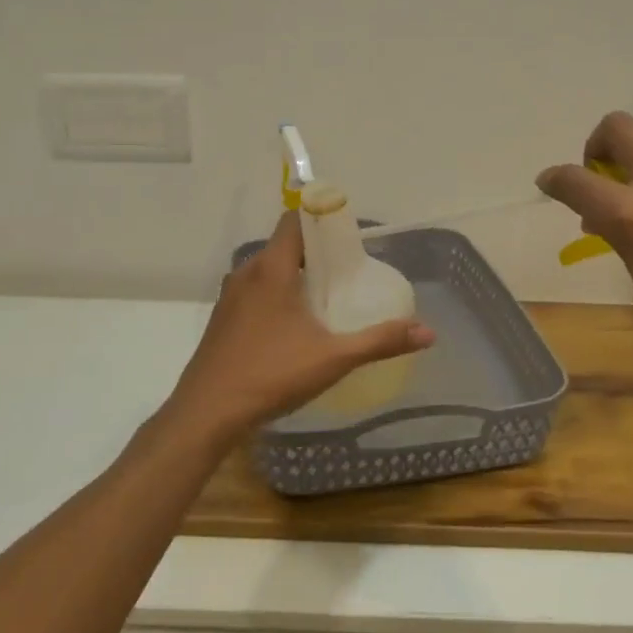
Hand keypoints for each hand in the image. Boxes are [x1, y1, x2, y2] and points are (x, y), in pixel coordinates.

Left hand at [165, 211, 435, 437]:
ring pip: (269, 270)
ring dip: (296, 274)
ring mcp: (230, 297)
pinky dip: (278, 294)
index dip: (322, 218)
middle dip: (317, 251)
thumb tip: (427, 332)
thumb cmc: (270, 375)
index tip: (351, 235)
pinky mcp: (223, 319)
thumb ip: (380, 341)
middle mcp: (246, 273)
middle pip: (285, 244)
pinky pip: (256, 291)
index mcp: (271, 268)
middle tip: (349, 270)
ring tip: (328, 296)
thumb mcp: (333, 358)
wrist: (206, 413)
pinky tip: (296, 325)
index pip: (295, 219)